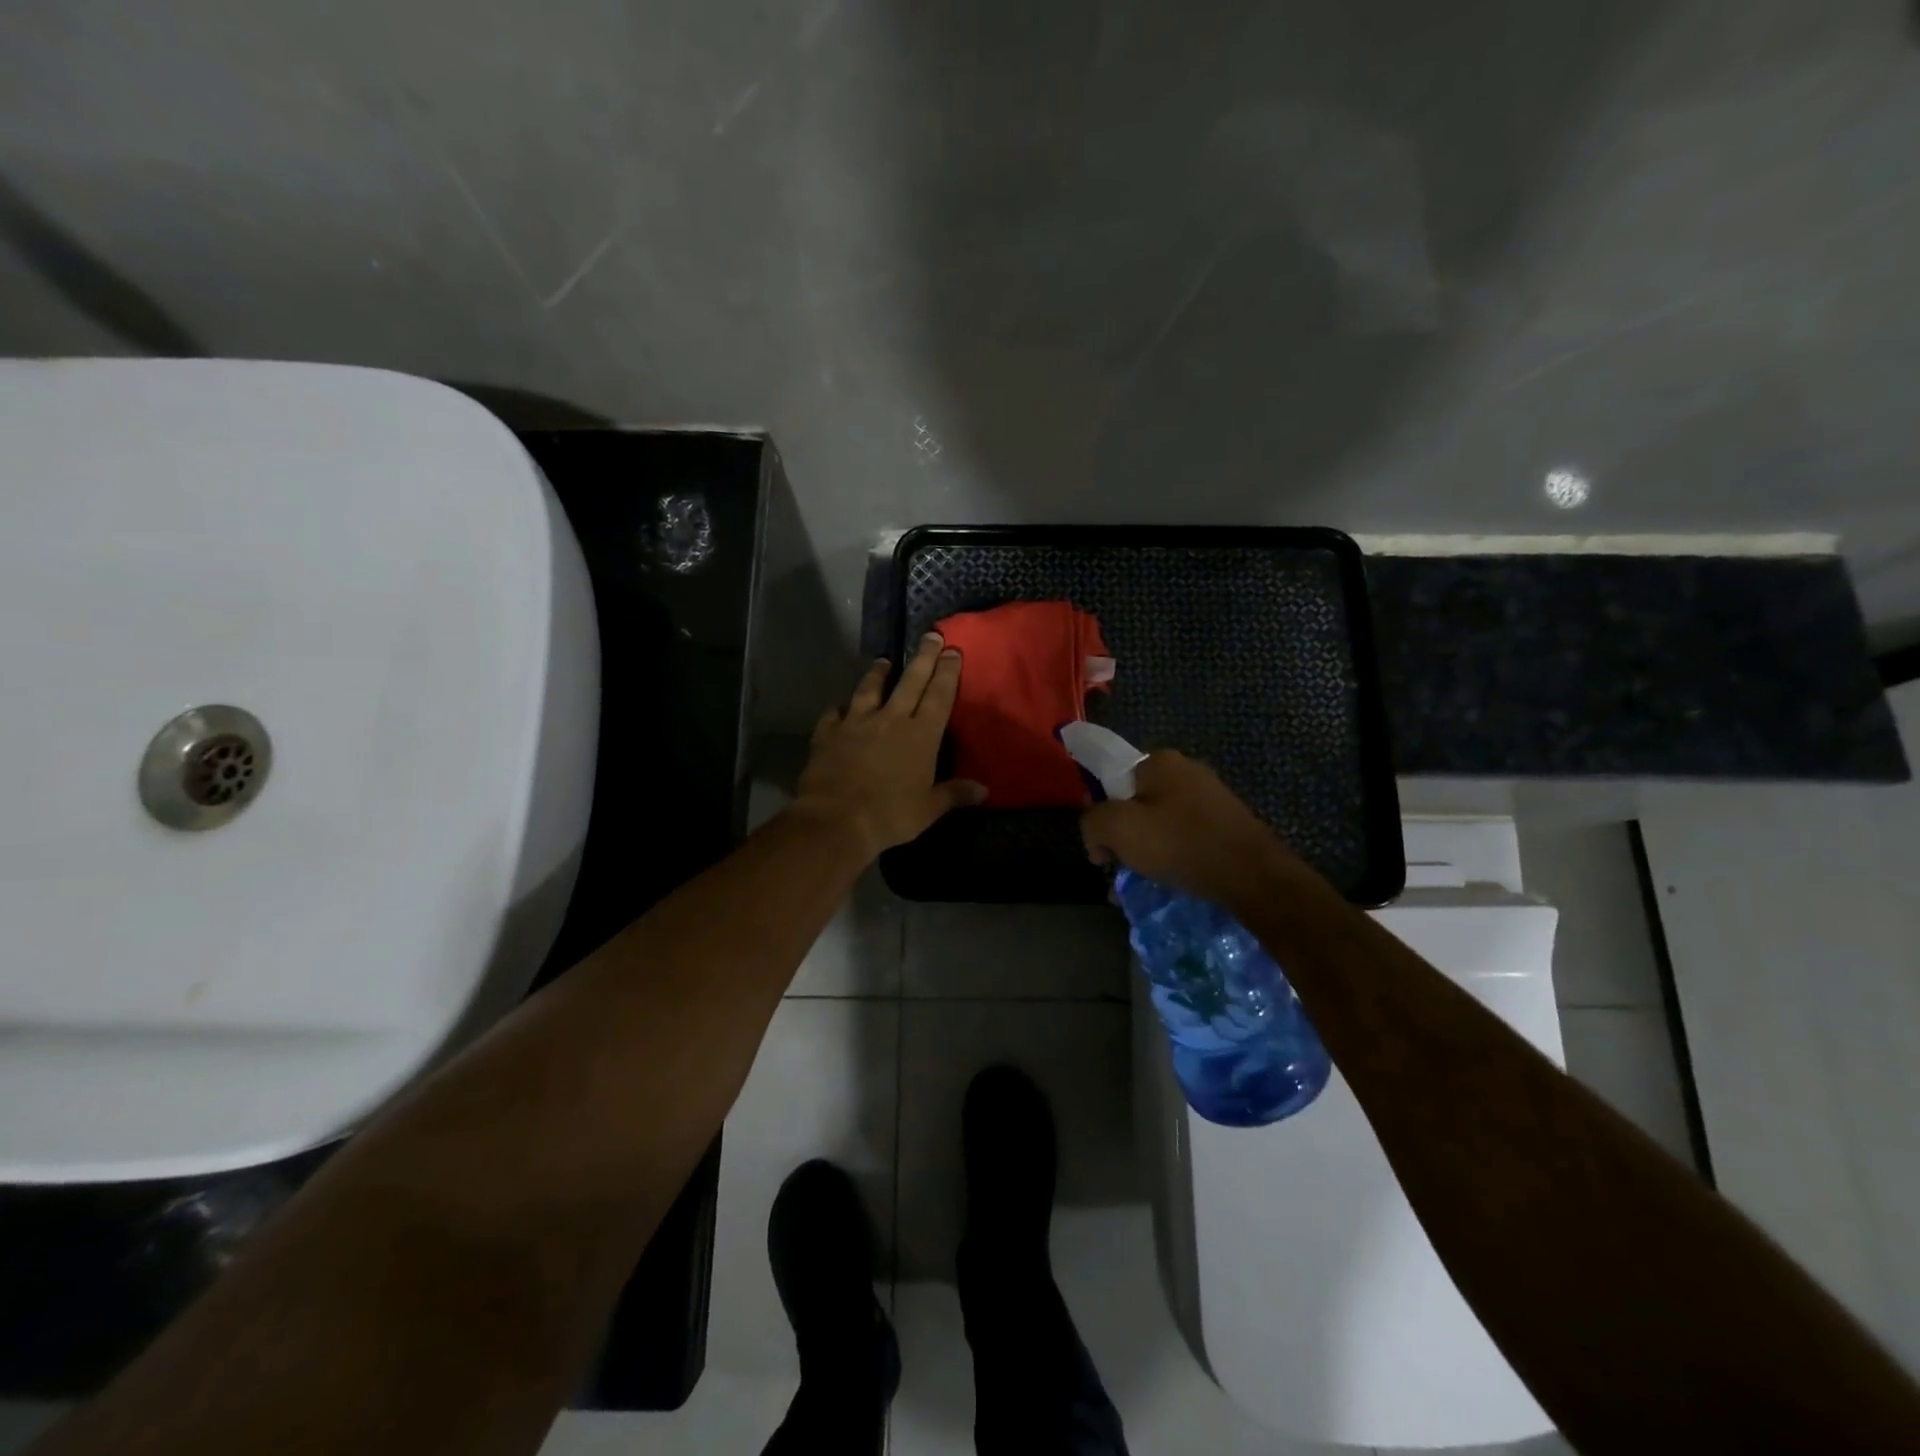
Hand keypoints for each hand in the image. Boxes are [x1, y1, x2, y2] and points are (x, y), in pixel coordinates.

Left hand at [793, 632, 986, 859]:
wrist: (836, 819)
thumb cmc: (890, 815)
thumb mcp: (929, 809)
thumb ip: (954, 794)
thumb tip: (984, 790)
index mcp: (921, 735)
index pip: (939, 696)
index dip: (947, 672)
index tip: (952, 650)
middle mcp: (891, 720)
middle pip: (910, 681)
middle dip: (923, 657)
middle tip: (930, 635)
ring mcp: (857, 723)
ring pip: (870, 689)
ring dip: (878, 674)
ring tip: (883, 660)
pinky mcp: (828, 733)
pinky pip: (834, 715)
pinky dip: (838, 709)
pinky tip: (839, 706)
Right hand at [1080, 751, 1303, 909]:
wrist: (1252, 876)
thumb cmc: (1179, 843)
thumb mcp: (1117, 828)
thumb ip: (1092, 822)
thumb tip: (1097, 837)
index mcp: (1159, 761)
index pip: (1112, 777)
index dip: (1099, 810)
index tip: (1100, 845)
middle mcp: (1187, 771)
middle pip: (1136, 803)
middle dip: (1122, 837)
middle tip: (1118, 868)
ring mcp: (1210, 798)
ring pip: (1160, 825)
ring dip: (1145, 853)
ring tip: (1139, 886)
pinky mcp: (1227, 826)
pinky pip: (1185, 839)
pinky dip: (1171, 859)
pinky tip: (1167, 885)